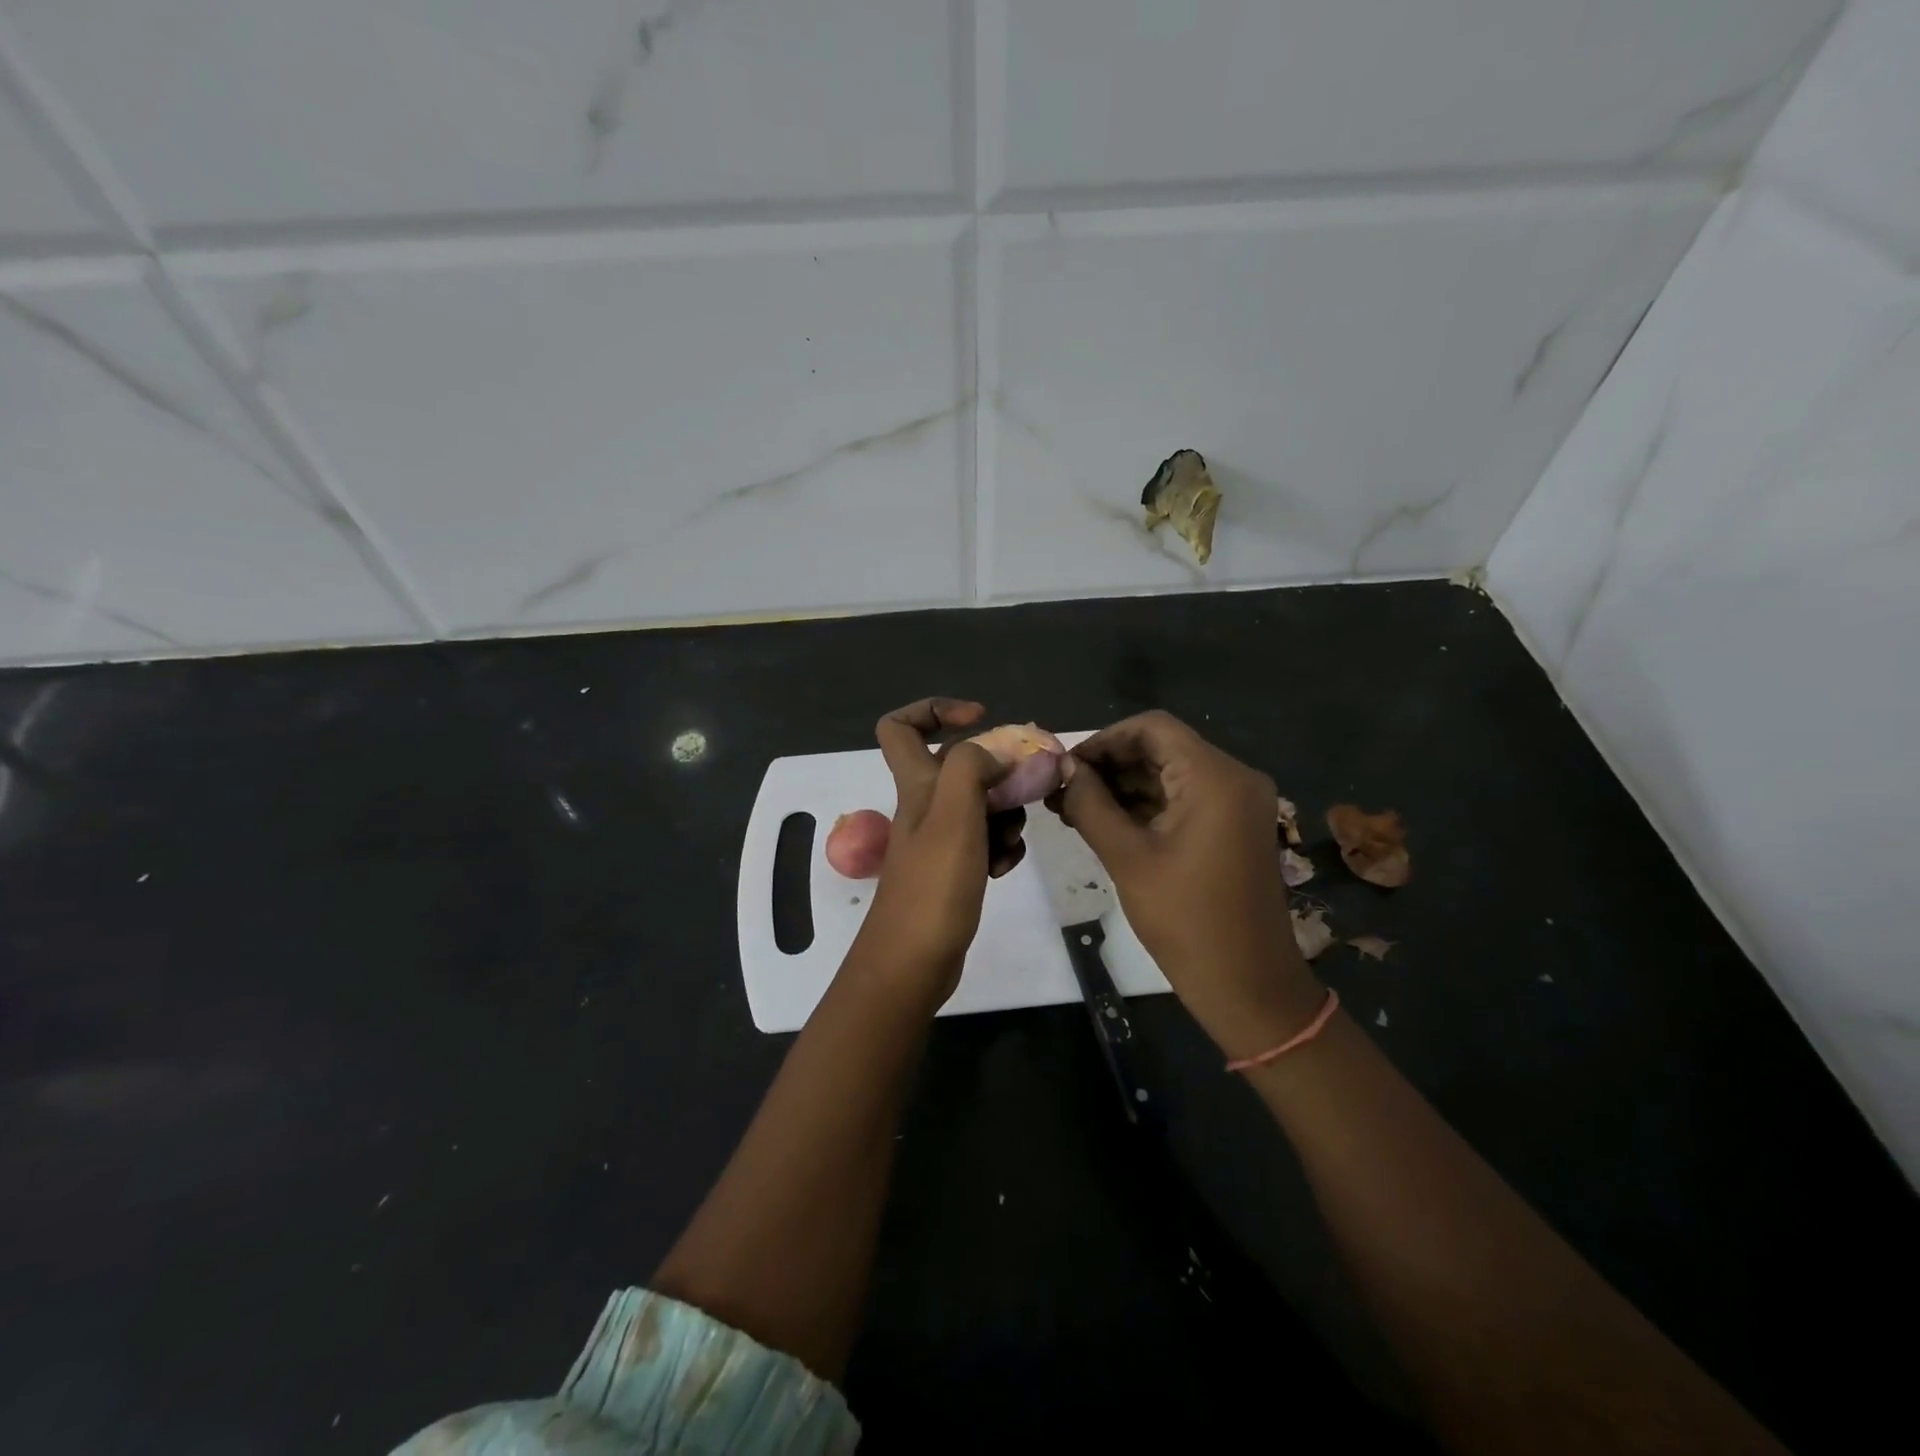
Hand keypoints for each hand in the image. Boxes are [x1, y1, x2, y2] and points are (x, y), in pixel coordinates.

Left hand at [852, 698, 1019, 1006]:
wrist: (913, 962)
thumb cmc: (932, 886)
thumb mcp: (953, 815)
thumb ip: (971, 768)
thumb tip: (994, 752)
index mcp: (915, 784)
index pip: (900, 726)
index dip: (936, 710)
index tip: (980, 718)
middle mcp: (924, 806)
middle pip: (959, 766)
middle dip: (997, 771)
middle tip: (1025, 788)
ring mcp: (938, 839)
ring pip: (979, 805)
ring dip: (1005, 813)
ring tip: (1011, 839)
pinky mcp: (953, 869)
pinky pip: (985, 841)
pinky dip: (1000, 847)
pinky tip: (1004, 867)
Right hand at [1050, 710, 1322, 1057]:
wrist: (1249, 986)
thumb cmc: (1186, 921)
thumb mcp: (1127, 858)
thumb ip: (1090, 805)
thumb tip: (1062, 769)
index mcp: (1215, 778)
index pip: (1152, 728)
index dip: (1103, 740)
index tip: (1065, 766)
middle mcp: (1235, 777)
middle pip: (1162, 748)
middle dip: (1110, 764)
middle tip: (1062, 790)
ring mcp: (1239, 802)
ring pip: (1171, 772)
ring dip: (1124, 785)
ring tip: (1073, 808)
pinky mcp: (1235, 825)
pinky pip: (1185, 797)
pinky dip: (1147, 804)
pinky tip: (1106, 821)